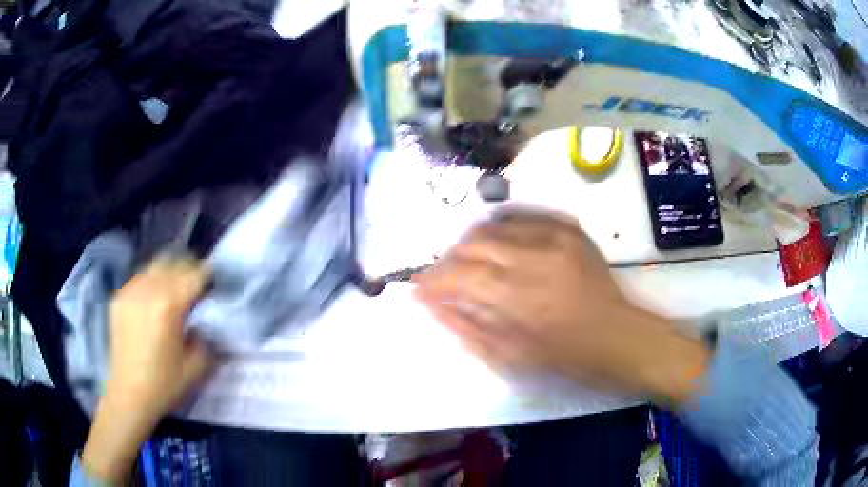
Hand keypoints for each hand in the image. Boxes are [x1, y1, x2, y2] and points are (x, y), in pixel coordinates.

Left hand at [82, 257, 213, 483]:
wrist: (129, 394)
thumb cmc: (164, 384)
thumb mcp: (196, 366)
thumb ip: (206, 338)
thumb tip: (206, 321)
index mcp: (169, 306)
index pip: (194, 275)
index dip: (209, 275)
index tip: (216, 283)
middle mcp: (148, 289)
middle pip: (174, 262)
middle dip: (190, 270)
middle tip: (198, 285)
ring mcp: (130, 290)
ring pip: (156, 265)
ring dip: (170, 272)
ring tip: (176, 289)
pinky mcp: (119, 297)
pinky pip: (140, 277)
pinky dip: (153, 281)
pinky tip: (155, 300)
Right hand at [414, 211, 708, 403]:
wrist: (616, 335)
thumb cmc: (564, 357)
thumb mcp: (510, 357)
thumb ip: (466, 327)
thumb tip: (431, 304)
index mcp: (520, 299)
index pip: (460, 275)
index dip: (433, 279)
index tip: (418, 286)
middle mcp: (535, 259)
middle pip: (473, 243)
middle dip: (448, 258)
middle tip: (442, 275)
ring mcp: (555, 238)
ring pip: (495, 226)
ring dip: (471, 241)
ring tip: (466, 259)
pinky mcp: (569, 230)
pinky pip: (524, 217)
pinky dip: (501, 228)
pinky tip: (496, 242)